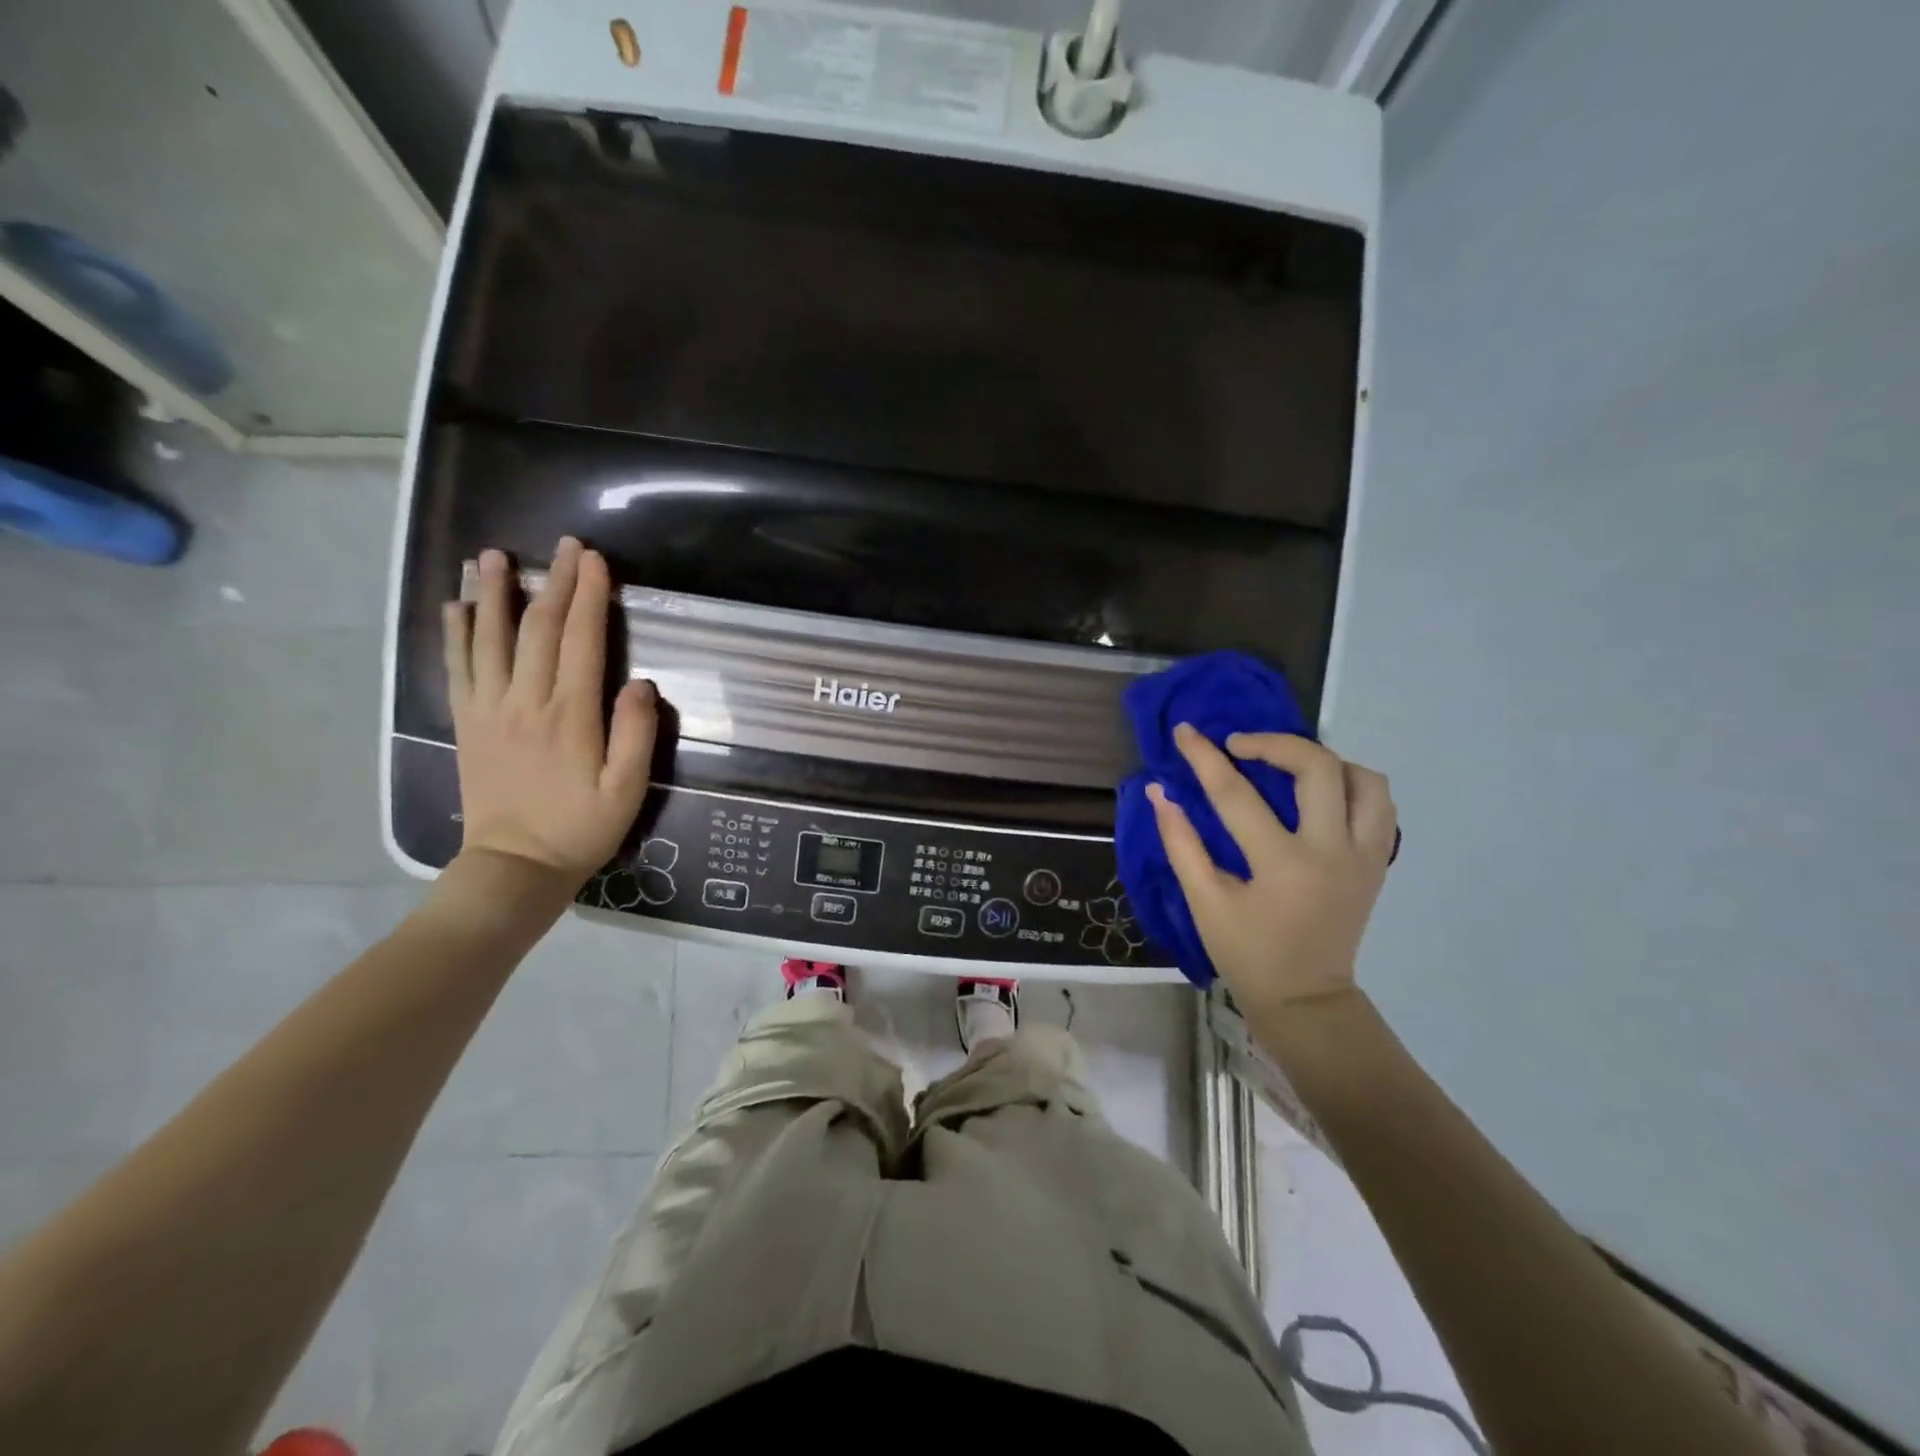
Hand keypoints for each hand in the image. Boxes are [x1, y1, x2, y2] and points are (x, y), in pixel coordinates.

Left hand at [443, 538, 656, 892]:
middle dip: (553, 582)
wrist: (515, 866)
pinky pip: (458, 669)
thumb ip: (636, 734)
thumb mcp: (628, 790)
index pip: (581, 641)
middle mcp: (525, 701)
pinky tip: (457, 606)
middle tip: (563, 545)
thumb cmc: (581, 828)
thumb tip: (641, 683)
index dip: (589, 596)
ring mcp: (490, 710)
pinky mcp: (468, 724)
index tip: (594, 559)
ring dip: (494, 594)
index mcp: (570, 715)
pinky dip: (456, 634)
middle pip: (538, 629)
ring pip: (490, 639)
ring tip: (493, 556)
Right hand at [1147, 725, 1395, 1023]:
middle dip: (1275, 742)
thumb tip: (1159, 792)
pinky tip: (1320, 792)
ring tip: (1288, 765)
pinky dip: (1352, 785)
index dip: (1205, 757)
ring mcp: (1364, 856)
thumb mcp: (1204, 902)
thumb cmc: (1246, 954)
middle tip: (1239, 745)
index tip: (1184, 731)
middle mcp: (1333, 851)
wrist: (1305, 999)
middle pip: (1318, 767)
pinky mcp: (1378, 863)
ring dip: (1325, 760)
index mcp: (1282, 865)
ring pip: (1365, 780)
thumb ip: (1181, 843)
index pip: (1236, 794)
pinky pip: (1379, 805)